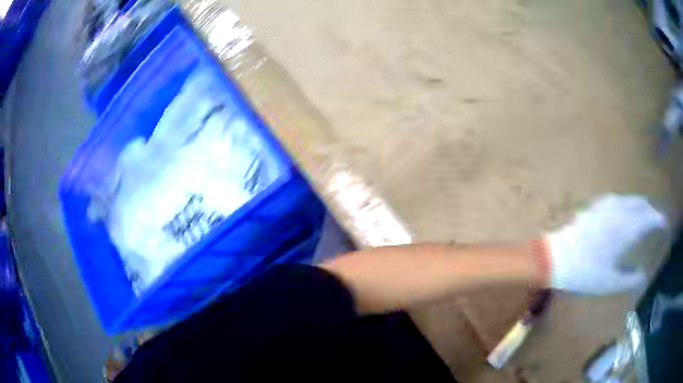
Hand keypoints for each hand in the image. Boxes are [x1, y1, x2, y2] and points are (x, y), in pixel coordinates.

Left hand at [537, 194, 666, 294]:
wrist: (555, 258)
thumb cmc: (584, 273)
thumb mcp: (609, 283)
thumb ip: (629, 279)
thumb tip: (643, 275)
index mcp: (626, 229)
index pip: (648, 218)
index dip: (658, 219)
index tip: (665, 223)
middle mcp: (619, 212)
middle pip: (640, 205)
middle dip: (650, 210)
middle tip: (656, 219)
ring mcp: (605, 206)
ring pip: (629, 200)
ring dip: (639, 205)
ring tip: (644, 213)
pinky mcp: (595, 206)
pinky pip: (617, 200)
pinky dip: (626, 203)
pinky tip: (625, 209)